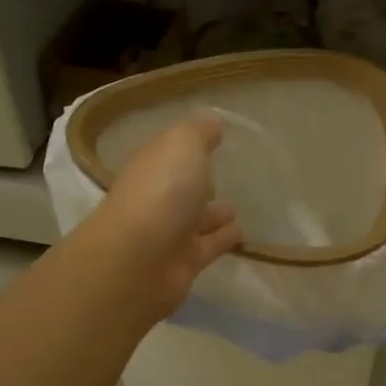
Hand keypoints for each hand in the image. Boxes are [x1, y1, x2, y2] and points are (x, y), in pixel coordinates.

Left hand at [88, 114, 241, 320]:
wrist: (140, 260)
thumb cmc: (161, 190)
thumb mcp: (182, 144)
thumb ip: (200, 131)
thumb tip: (214, 123)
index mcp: (152, 167)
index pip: (170, 153)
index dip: (188, 147)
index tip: (214, 140)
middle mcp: (158, 198)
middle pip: (183, 188)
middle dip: (200, 183)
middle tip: (226, 176)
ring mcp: (171, 233)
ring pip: (199, 219)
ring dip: (216, 214)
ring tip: (239, 208)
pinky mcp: (187, 262)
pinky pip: (212, 245)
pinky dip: (226, 239)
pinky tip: (244, 233)